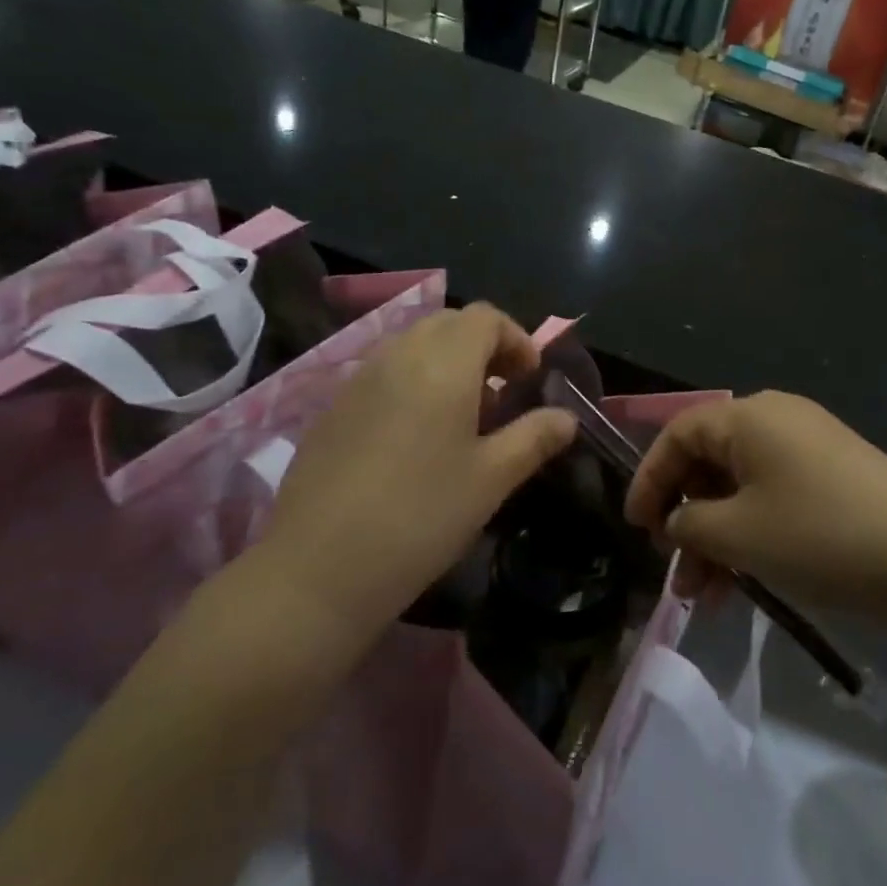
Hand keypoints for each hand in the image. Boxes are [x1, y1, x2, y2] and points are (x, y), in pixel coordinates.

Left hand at [243, 304, 574, 643]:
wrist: (318, 568)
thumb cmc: (422, 517)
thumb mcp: (492, 479)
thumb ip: (534, 437)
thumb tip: (567, 417)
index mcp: (442, 364)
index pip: (485, 317)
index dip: (516, 339)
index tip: (530, 379)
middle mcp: (397, 356)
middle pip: (448, 324)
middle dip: (483, 347)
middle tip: (501, 394)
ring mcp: (358, 380)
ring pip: (412, 346)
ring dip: (447, 364)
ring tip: (462, 419)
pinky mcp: (333, 409)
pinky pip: (383, 374)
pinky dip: (412, 384)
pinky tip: (415, 440)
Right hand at [624, 392, 886, 619]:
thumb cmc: (822, 536)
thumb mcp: (739, 534)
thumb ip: (690, 524)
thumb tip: (677, 522)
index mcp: (748, 417)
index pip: (676, 435)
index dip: (648, 480)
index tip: (635, 529)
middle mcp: (776, 421)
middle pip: (708, 463)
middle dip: (685, 520)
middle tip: (673, 571)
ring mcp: (809, 449)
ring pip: (740, 490)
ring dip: (717, 539)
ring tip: (704, 597)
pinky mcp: (834, 479)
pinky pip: (773, 500)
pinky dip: (751, 536)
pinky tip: (745, 584)